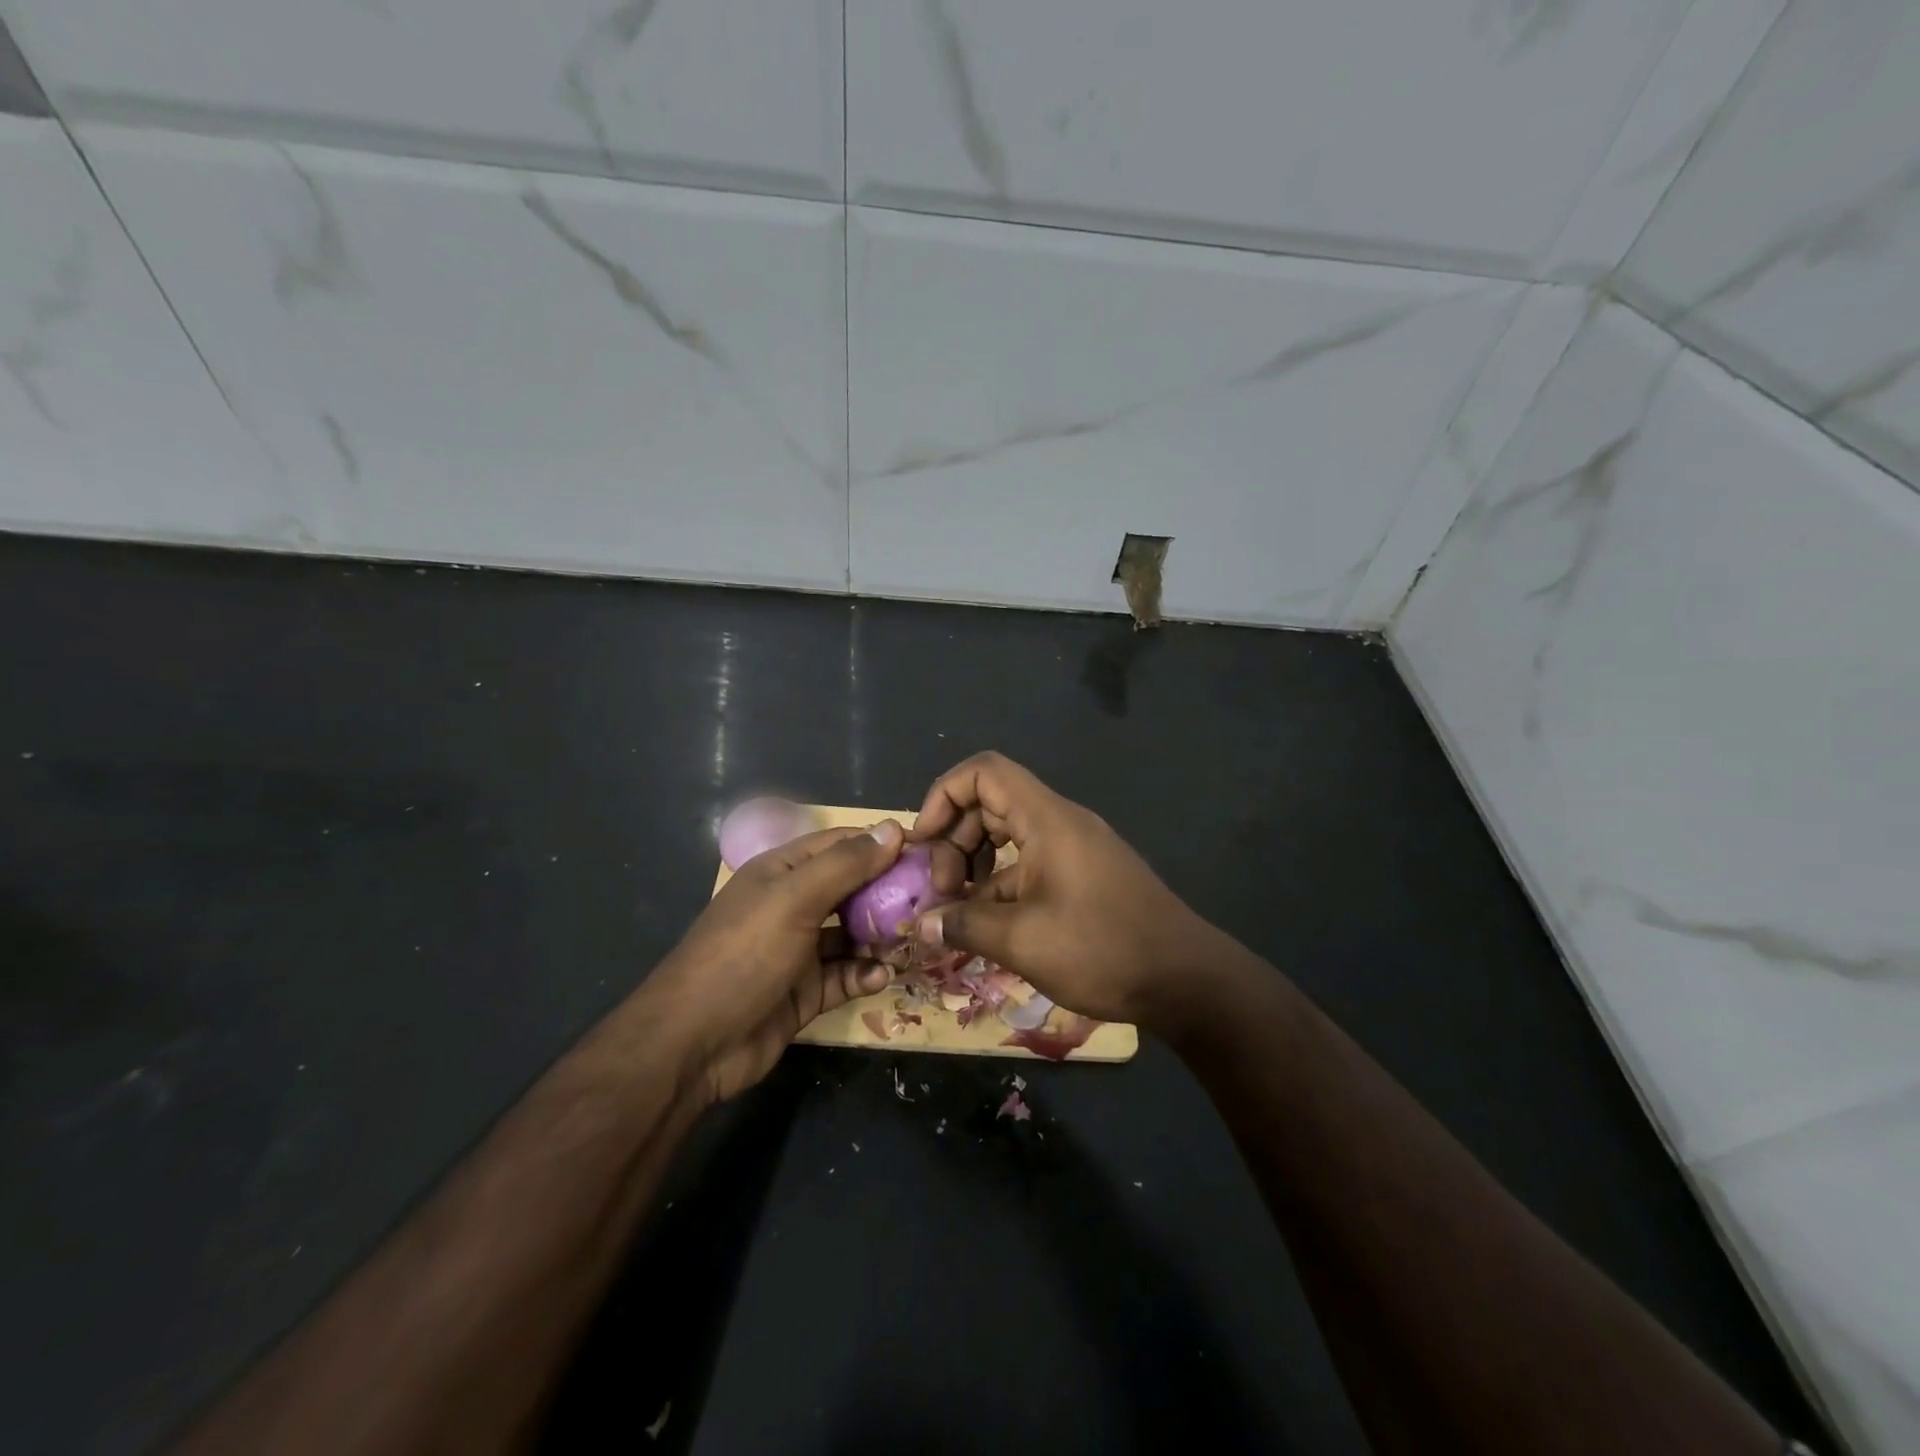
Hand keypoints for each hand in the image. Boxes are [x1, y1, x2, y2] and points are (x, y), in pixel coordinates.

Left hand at [645, 822, 903, 1103]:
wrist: (694, 1044)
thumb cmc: (744, 955)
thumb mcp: (795, 899)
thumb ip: (846, 864)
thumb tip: (893, 828)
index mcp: (784, 871)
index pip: (842, 845)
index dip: (882, 845)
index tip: (928, 852)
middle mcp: (794, 904)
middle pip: (853, 889)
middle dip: (890, 894)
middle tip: (932, 901)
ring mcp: (800, 949)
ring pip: (854, 934)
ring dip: (883, 937)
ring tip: (914, 942)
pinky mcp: (807, 990)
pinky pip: (847, 974)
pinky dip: (866, 973)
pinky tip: (882, 977)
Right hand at [907, 753, 1219, 1029]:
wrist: (1186, 979)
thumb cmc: (1102, 948)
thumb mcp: (1022, 940)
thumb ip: (964, 924)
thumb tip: (921, 924)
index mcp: (1046, 819)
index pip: (984, 772)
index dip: (943, 795)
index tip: (924, 842)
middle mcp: (1059, 823)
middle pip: (990, 802)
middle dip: (954, 839)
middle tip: (941, 889)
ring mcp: (1073, 849)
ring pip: (1008, 836)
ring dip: (974, 865)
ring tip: (958, 911)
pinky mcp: (1082, 876)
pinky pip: (1029, 864)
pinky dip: (1001, 885)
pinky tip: (989, 927)